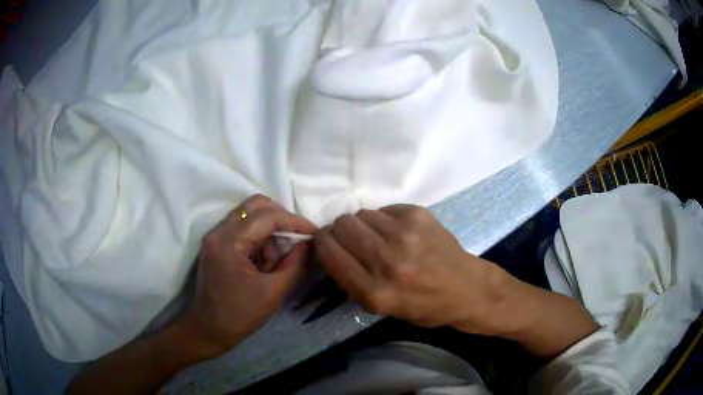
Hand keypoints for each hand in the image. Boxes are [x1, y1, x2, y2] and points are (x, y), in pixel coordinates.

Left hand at [183, 194, 315, 357]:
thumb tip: (309, 243)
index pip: (267, 216)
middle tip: (297, 237)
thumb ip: (295, 264)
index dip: (294, 221)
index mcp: (229, 242)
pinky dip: (258, 237)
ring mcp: (214, 236)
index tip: (313, 232)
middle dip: (281, 218)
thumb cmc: (240, 315)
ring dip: (269, 229)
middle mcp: (218, 231)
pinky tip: (264, 261)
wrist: (209, 329)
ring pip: (248, 214)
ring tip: (276, 259)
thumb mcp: (274, 292)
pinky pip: (241, 227)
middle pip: (255, 205)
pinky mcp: (215, 243)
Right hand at [314, 205, 509, 334]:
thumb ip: (351, 282)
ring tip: (378, 237)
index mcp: (374, 291)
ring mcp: (405, 235)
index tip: (326, 242)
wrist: (466, 289)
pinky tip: (399, 232)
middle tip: (352, 239)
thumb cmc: (423, 306)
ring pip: (361, 214)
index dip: (322, 243)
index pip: (329, 251)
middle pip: (342, 226)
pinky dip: (385, 219)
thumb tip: (330, 250)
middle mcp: (387, 261)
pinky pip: (384, 209)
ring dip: (363, 225)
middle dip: (340, 231)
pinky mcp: (419, 216)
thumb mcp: (380, 309)